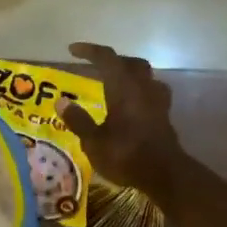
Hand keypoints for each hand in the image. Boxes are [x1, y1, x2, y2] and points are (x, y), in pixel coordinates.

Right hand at [60, 43, 183, 201]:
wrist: (165, 175)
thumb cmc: (126, 156)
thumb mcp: (94, 142)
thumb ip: (78, 120)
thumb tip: (61, 101)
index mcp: (123, 89)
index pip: (107, 58)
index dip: (89, 51)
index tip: (72, 50)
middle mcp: (142, 89)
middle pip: (131, 63)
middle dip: (113, 60)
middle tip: (96, 66)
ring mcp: (157, 102)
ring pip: (145, 76)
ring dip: (130, 73)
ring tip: (115, 83)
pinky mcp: (164, 116)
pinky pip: (153, 92)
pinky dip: (140, 91)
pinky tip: (133, 103)